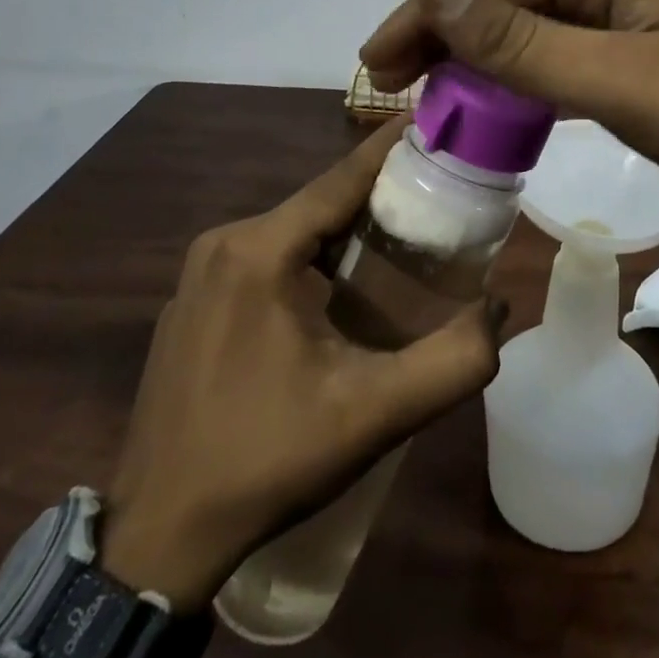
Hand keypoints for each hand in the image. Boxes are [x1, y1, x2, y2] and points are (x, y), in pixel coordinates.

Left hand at [99, 121, 502, 610]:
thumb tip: (500, 308)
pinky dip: (306, 258)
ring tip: (398, 240)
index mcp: (259, 250)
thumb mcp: (374, 414)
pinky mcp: (190, 304)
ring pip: (290, 232)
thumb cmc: (268, 461)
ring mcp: (197, 275)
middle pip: (317, 204)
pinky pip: (261, 259)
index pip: (339, 179)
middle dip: (375, 196)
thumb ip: (452, 361)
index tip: (431, 120)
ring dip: (341, 231)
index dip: (389, 148)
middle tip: (434, 194)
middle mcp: (222, 244)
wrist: (159, 537)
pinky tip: (336, 290)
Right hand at [361, 0, 658, 228]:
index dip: (423, 19)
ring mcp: (636, 8)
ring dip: (483, 62)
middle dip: (445, 40)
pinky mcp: (653, 44)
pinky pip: (568, 52)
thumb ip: (525, 40)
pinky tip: (511, 107)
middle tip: (394, 90)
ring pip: (536, 28)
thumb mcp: (625, 80)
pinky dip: (527, 79)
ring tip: (437, 103)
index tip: (372, 68)